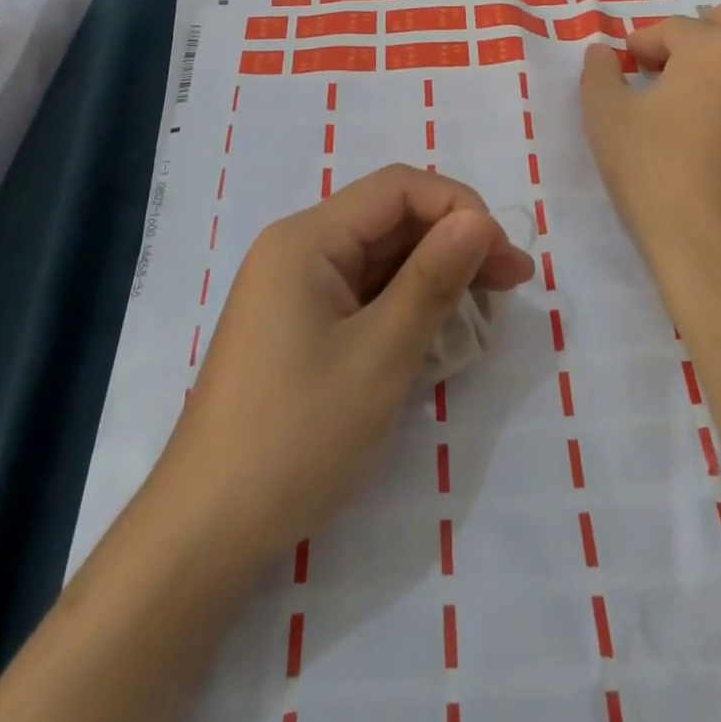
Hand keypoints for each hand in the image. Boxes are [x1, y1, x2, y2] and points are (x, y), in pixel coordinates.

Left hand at [156, 164, 535, 564]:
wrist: (206, 532)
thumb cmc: (296, 436)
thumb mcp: (380, 356)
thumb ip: (433, 280)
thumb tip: (480, 219)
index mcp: (307, 238)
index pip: (397, 188)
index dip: (458, 207)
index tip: (504, 254)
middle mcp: (298, 249)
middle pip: (390, 219)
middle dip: (454, 241)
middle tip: (514, 281)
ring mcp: (296, 289)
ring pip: (380, 257)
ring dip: (436, 273)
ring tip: (491, 302)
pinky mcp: (300, 325)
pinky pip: (364, 293)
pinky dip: (407, 303)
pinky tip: (442, 326)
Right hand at [580, 6, 720, 287]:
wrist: (714, 246)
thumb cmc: (653, 172)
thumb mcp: (605, 117)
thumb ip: (598, 72)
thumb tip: (602, 52)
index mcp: (714, 45)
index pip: (672, 28)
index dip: (642, 44)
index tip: (628, 67)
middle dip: (696, 37)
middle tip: (670, 72)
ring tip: (716, 90)